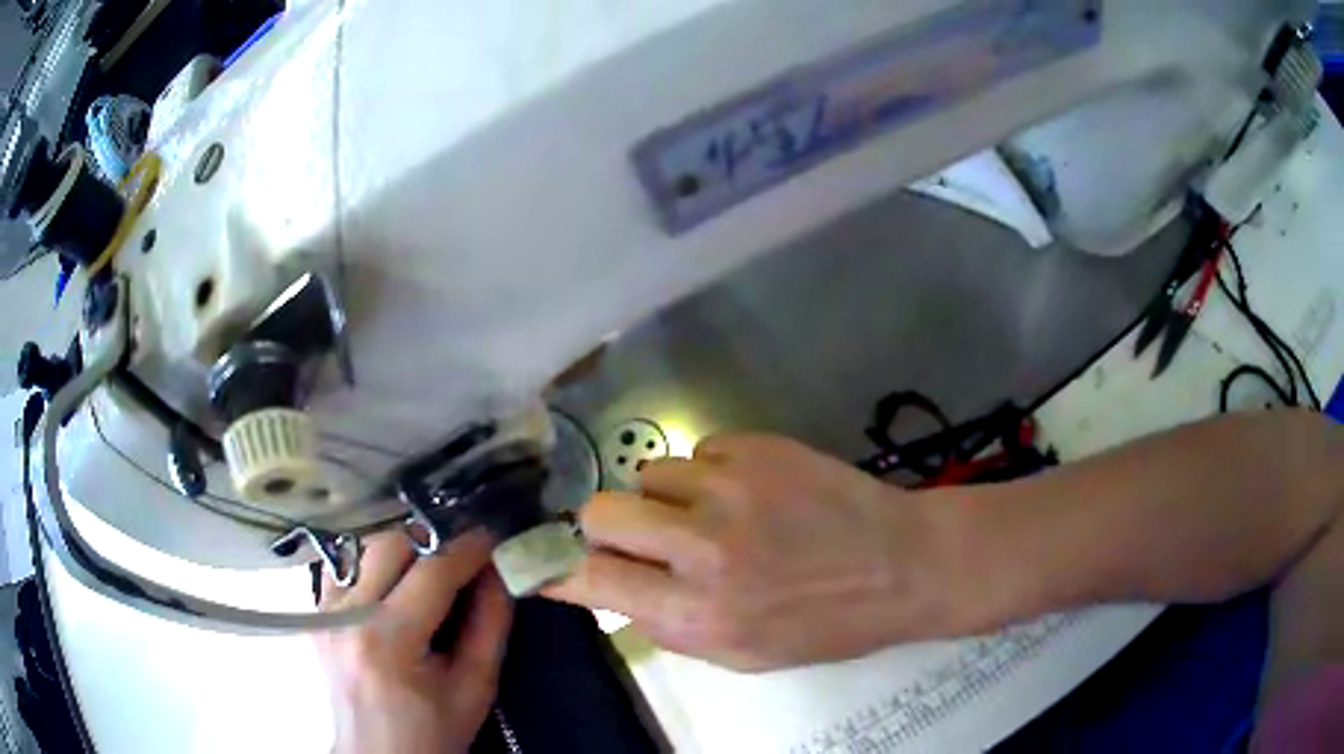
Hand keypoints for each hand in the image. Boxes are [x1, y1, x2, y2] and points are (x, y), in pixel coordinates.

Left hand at [316, 531, 511, 753]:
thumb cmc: (433, 731)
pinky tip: (392, 591)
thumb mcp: (475, 688)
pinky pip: (346, 566)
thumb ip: (490, 625)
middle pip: (390, 545)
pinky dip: (374, 568)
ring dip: (402, 555)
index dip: (467, 549)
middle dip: (431, 546)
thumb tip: (498, 570)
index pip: (431, 572)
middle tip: (460, 562)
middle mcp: (345, 615)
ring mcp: (322, 610)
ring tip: (428, 578)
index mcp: (387, 641)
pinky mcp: (314, 611)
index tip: (492, 536)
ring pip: (365, 549)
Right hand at [545, 435, 965, 671]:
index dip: (559, 569)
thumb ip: (669, 627)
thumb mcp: (743, 656)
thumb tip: (614, 592)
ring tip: (711, 513)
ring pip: (649, 474)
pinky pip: (699, 452)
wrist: (903, 565)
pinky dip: (710, 474)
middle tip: (638, 535)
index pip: (591, 579)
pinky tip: (750, 493)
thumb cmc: (826, 624)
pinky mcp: (757, 448)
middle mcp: (702, 548)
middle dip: (606, 526)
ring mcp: (730, 489)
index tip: (544, 563)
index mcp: (697, 613)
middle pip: (600, 511)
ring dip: (666, 497)